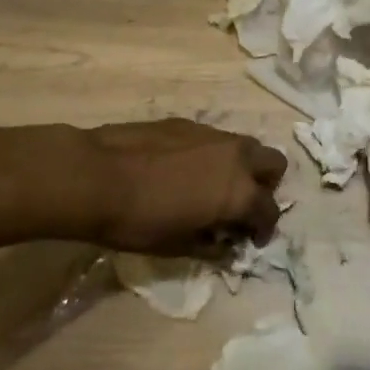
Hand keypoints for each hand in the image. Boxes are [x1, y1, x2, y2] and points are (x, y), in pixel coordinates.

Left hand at [84, 120, 288, 255]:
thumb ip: (210, 245)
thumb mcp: (177, 246)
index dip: (264, 229)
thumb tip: (225, 245)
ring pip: (245, 146)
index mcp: (239, 192)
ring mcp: (213, 134)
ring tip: (213, 187)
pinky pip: (214, 139)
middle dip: (265, 186)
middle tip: (240, 206)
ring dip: (241, 167)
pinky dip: (213, 155)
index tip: (250, 241)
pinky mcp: (188, 123)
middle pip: (273, 163)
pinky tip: (184, 170)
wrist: (96, 176)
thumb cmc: (138, 221)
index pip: (269, 210)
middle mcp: (236, 157)